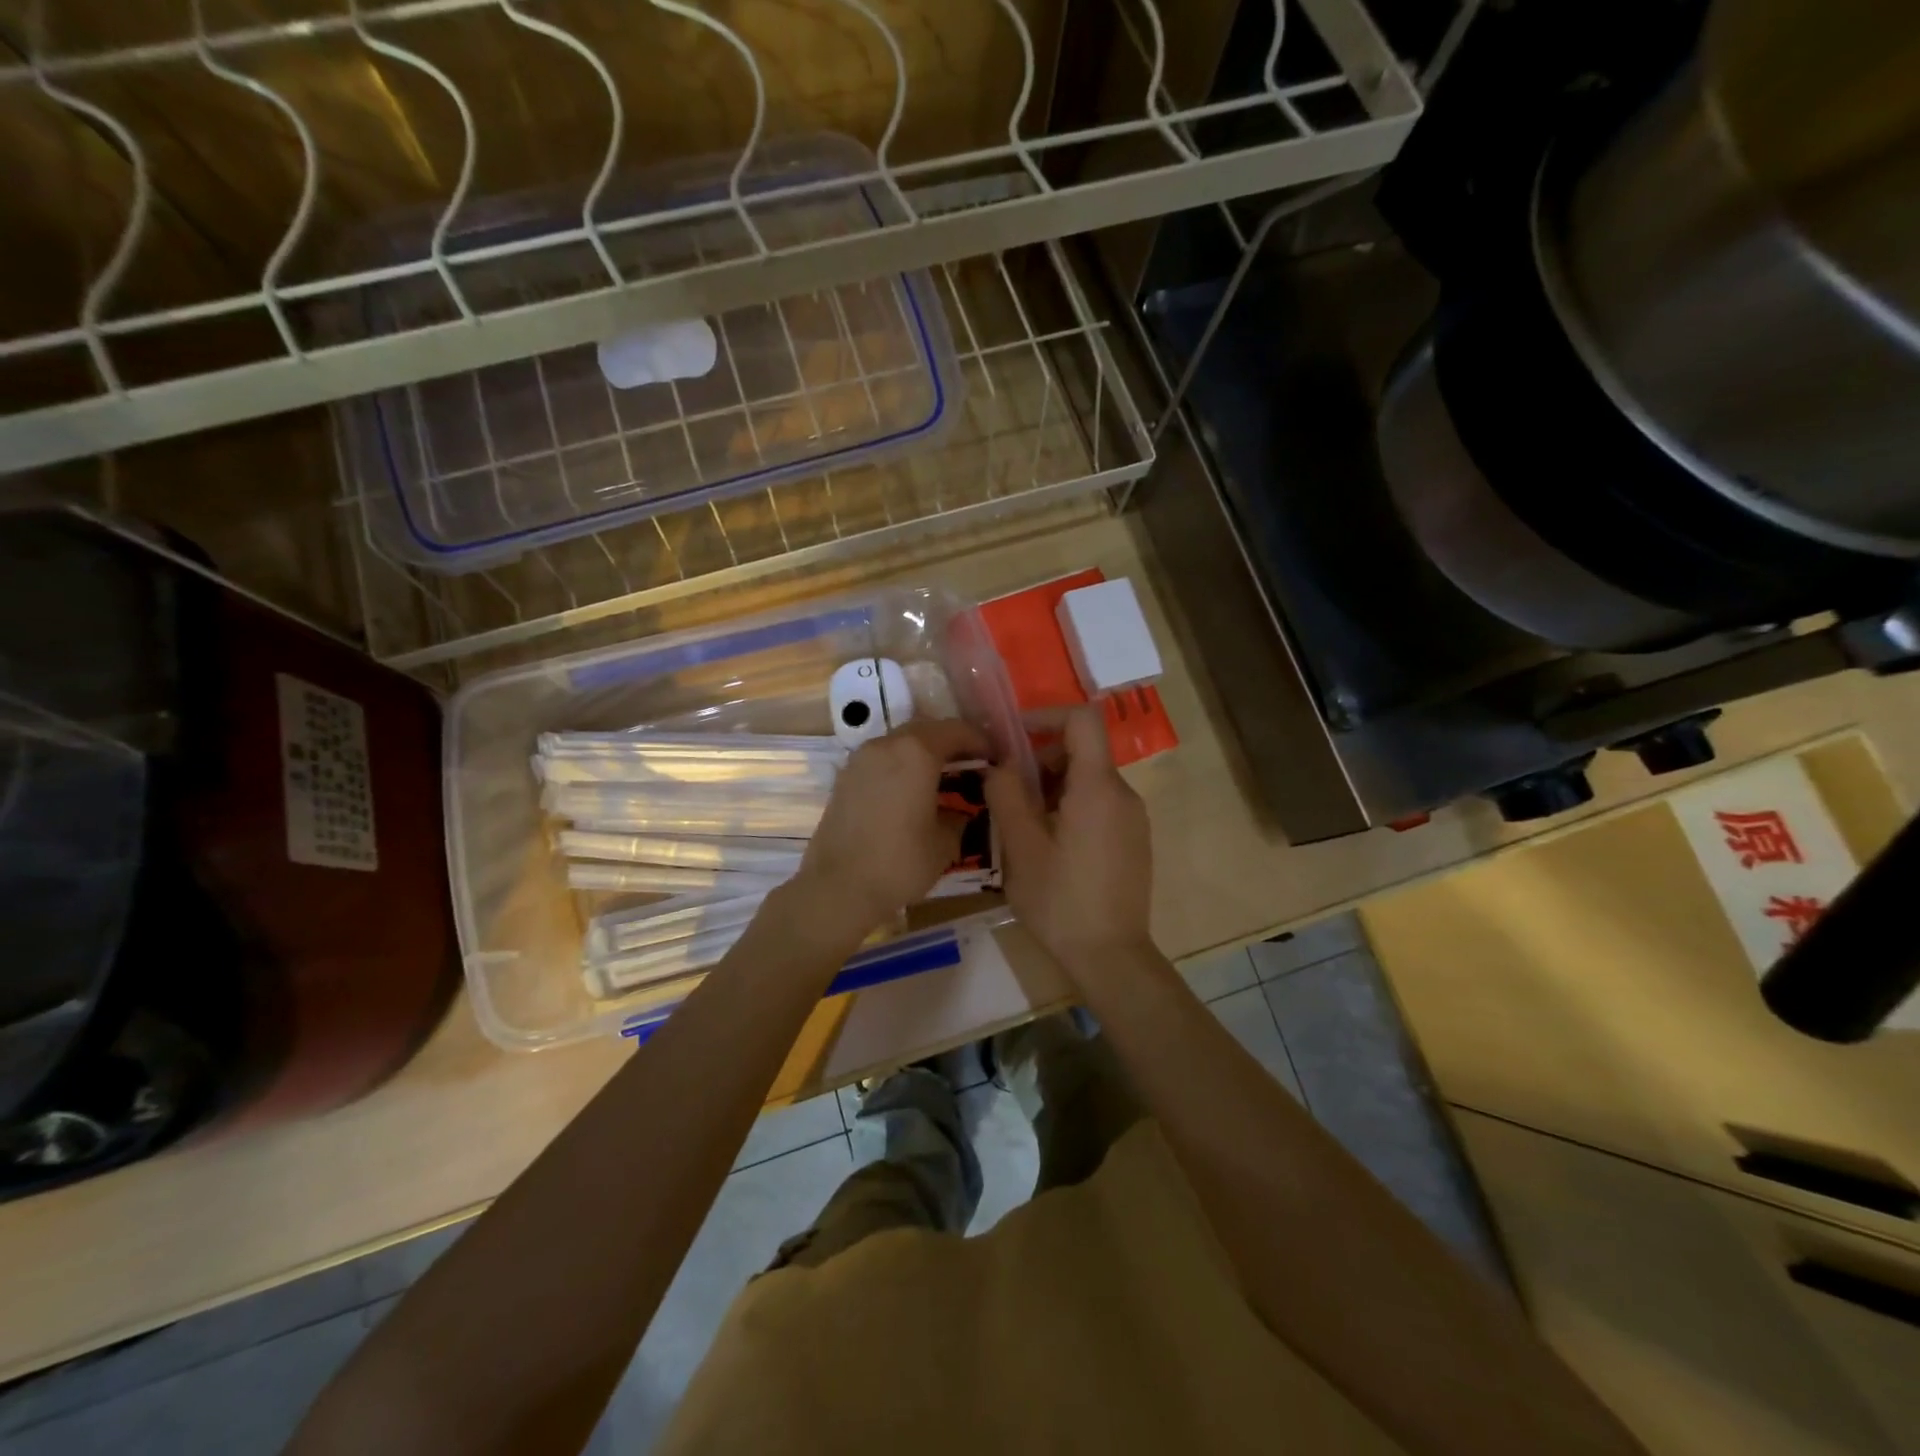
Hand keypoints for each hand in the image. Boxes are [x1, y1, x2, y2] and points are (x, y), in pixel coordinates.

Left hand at [796, 717, 990, 936]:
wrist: (837, 888)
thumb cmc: (900, 863)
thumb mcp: (945, 843)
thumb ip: (959, 816)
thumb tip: (961, 809)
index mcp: (917, 752)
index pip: (956, 731)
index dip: (980, 741)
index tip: (994, 758)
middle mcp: (886, 745)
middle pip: (926, 730)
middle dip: (951, 744)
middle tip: (971, 766)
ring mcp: (860, 759)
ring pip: (900, 743)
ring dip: (923, 754)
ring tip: (941, 780)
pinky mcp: (844, 778)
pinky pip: (881, 761)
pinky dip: (901, 767)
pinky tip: (911, 793)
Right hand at [984, 706, 1152, 972]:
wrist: (1111, 956)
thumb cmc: (1061, 901)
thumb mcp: (1020, 847)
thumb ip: (1006, 794)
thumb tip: (999, 763)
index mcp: (1098, 787)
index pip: (1082, 719)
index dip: (1046, 715)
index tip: (1012, 736)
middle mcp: (1123, 793)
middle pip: (1082, 750)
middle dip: (1041, 759)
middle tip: (1007, 791)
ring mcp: (1133, 818)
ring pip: (1089, 779)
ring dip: (1052, 786)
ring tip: (1022, 822)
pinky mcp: (1134, 839)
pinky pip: (1100, 803)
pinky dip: (1071, 805)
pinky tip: (1048, 844)